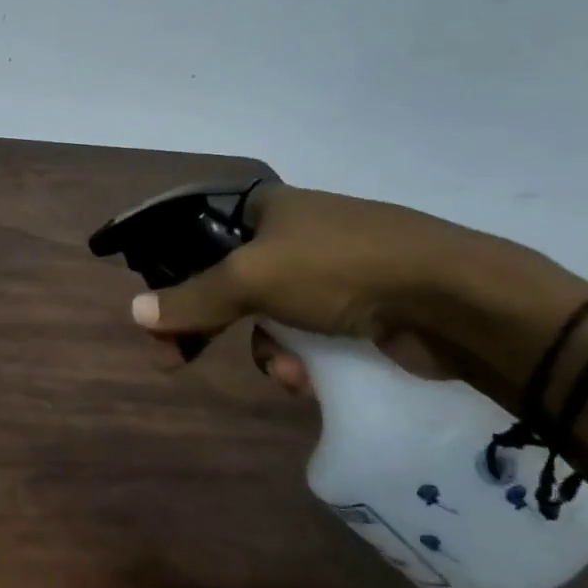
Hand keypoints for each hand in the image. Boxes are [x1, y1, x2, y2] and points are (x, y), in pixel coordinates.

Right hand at [129, 186, 513, 396]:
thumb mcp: (251, 279)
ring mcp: (328, 272)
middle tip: (172, 360)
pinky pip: (305, 337)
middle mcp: (293, 234)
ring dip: (265, 350)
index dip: (170, 272)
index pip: (198, 236)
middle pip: (226, 283)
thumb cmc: (339, 269)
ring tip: (286, 374)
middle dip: (205, 324)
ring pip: (265, 317)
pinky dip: (300, 359)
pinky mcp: (358, 308)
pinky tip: (310, 379)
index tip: (153, 312)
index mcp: (266, 209)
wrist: (453, 299)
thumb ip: (192, 298)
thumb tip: (134, 312)